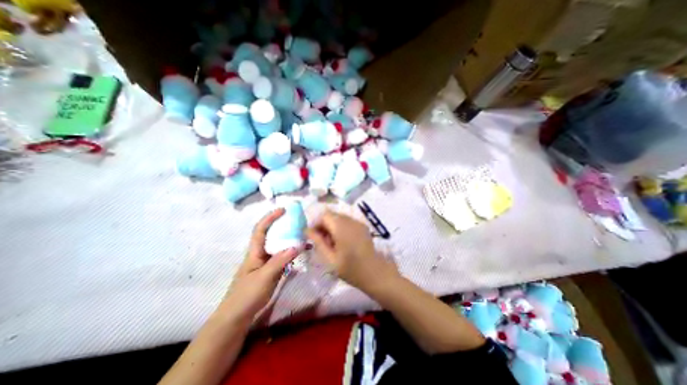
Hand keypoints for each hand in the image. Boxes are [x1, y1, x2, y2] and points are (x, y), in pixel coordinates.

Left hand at [225, 207, 298, 321]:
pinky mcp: (273, 269)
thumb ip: (280, 260)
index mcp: (255, 251)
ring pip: (280, 245)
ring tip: (304, 233)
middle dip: (283, 225)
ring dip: (291, 238)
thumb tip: (298, 245)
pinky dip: (294, 252)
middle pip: (272, 234)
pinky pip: (285, 256)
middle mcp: (261, 253)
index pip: (260, 229)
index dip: (270, 217)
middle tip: (298, 220)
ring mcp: (268, 262)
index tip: (283, 210)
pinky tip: (303, 252)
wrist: (238, 316)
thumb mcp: (264, 276)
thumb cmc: (246, 294)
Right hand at [306, 211, 396, 291]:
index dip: (316, 224)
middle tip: (322, 242)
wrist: (375, 273)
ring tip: (332, 243)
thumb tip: (307, 230)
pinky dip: (341, 227)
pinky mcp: (363, 226)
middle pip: (332, 215)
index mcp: (341, 227)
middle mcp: (350, 220)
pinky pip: (347, 221)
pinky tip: (343, 242)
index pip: (324, 215)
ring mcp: (358, 222)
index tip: (313, 237)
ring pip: (339, 218)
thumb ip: (318, 242)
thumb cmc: (351, 269)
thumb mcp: (330, 259)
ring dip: (332, 226)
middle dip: (324, 225)